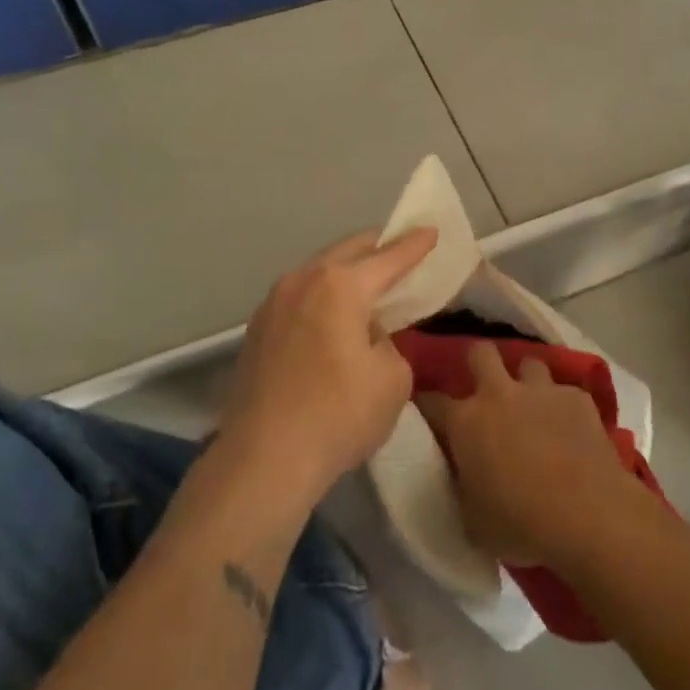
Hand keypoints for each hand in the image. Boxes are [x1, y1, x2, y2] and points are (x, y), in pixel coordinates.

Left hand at [221, 228, 437, 502]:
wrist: (263, 459)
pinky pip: (301, 295)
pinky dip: (323, 294)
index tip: (431, 230)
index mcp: (341, 285)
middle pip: (349, 251)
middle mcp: (304, 280)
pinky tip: (332, 316)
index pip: (389, 257)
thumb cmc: (338, 415)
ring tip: (368, 283)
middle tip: (401, 251)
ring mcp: (274, 302)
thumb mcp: (392, 378)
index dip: (415, 245)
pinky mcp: (258, 328)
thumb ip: (388, 342)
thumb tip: (366, 336)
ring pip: (319, 271)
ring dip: (346, 271)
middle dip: (378, 247)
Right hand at [416, 343, 645, 571]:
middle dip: (478, 362)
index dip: (427, 404)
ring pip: (529, 363)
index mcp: (466, 422)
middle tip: (483, 385)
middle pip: (481, 353)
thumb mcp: (472, 519)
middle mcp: (499, 394)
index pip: (432, 401)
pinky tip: (571, 429)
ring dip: (526, 381)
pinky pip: (565, 392)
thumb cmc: (521, 525)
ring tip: (532, 404)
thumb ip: (461, 485)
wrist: (588, 515)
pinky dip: (563, 406)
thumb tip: (463, 474)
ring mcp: (541, 391)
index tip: (427, 410)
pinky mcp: (577, 398)